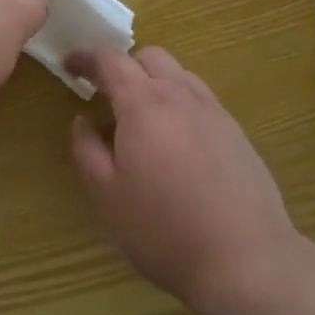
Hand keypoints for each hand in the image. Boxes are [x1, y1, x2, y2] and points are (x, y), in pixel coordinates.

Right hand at [68, 47, 297, 309]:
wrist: (245, 258)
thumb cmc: (164, 229)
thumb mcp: (107, 196)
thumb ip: (87, 150)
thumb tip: (82, 121)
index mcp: (144, 103)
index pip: (110, 59)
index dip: (86, 56)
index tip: (70, 64)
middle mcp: (180, 94)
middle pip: (149, 57)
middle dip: (123, 66)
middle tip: (106, 95)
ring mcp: (213, 110)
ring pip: (178, 74)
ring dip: (153, 82)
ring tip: (142, 119)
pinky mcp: (235, 131)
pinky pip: (199, 99)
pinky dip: (178, 102)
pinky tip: (176, 142)